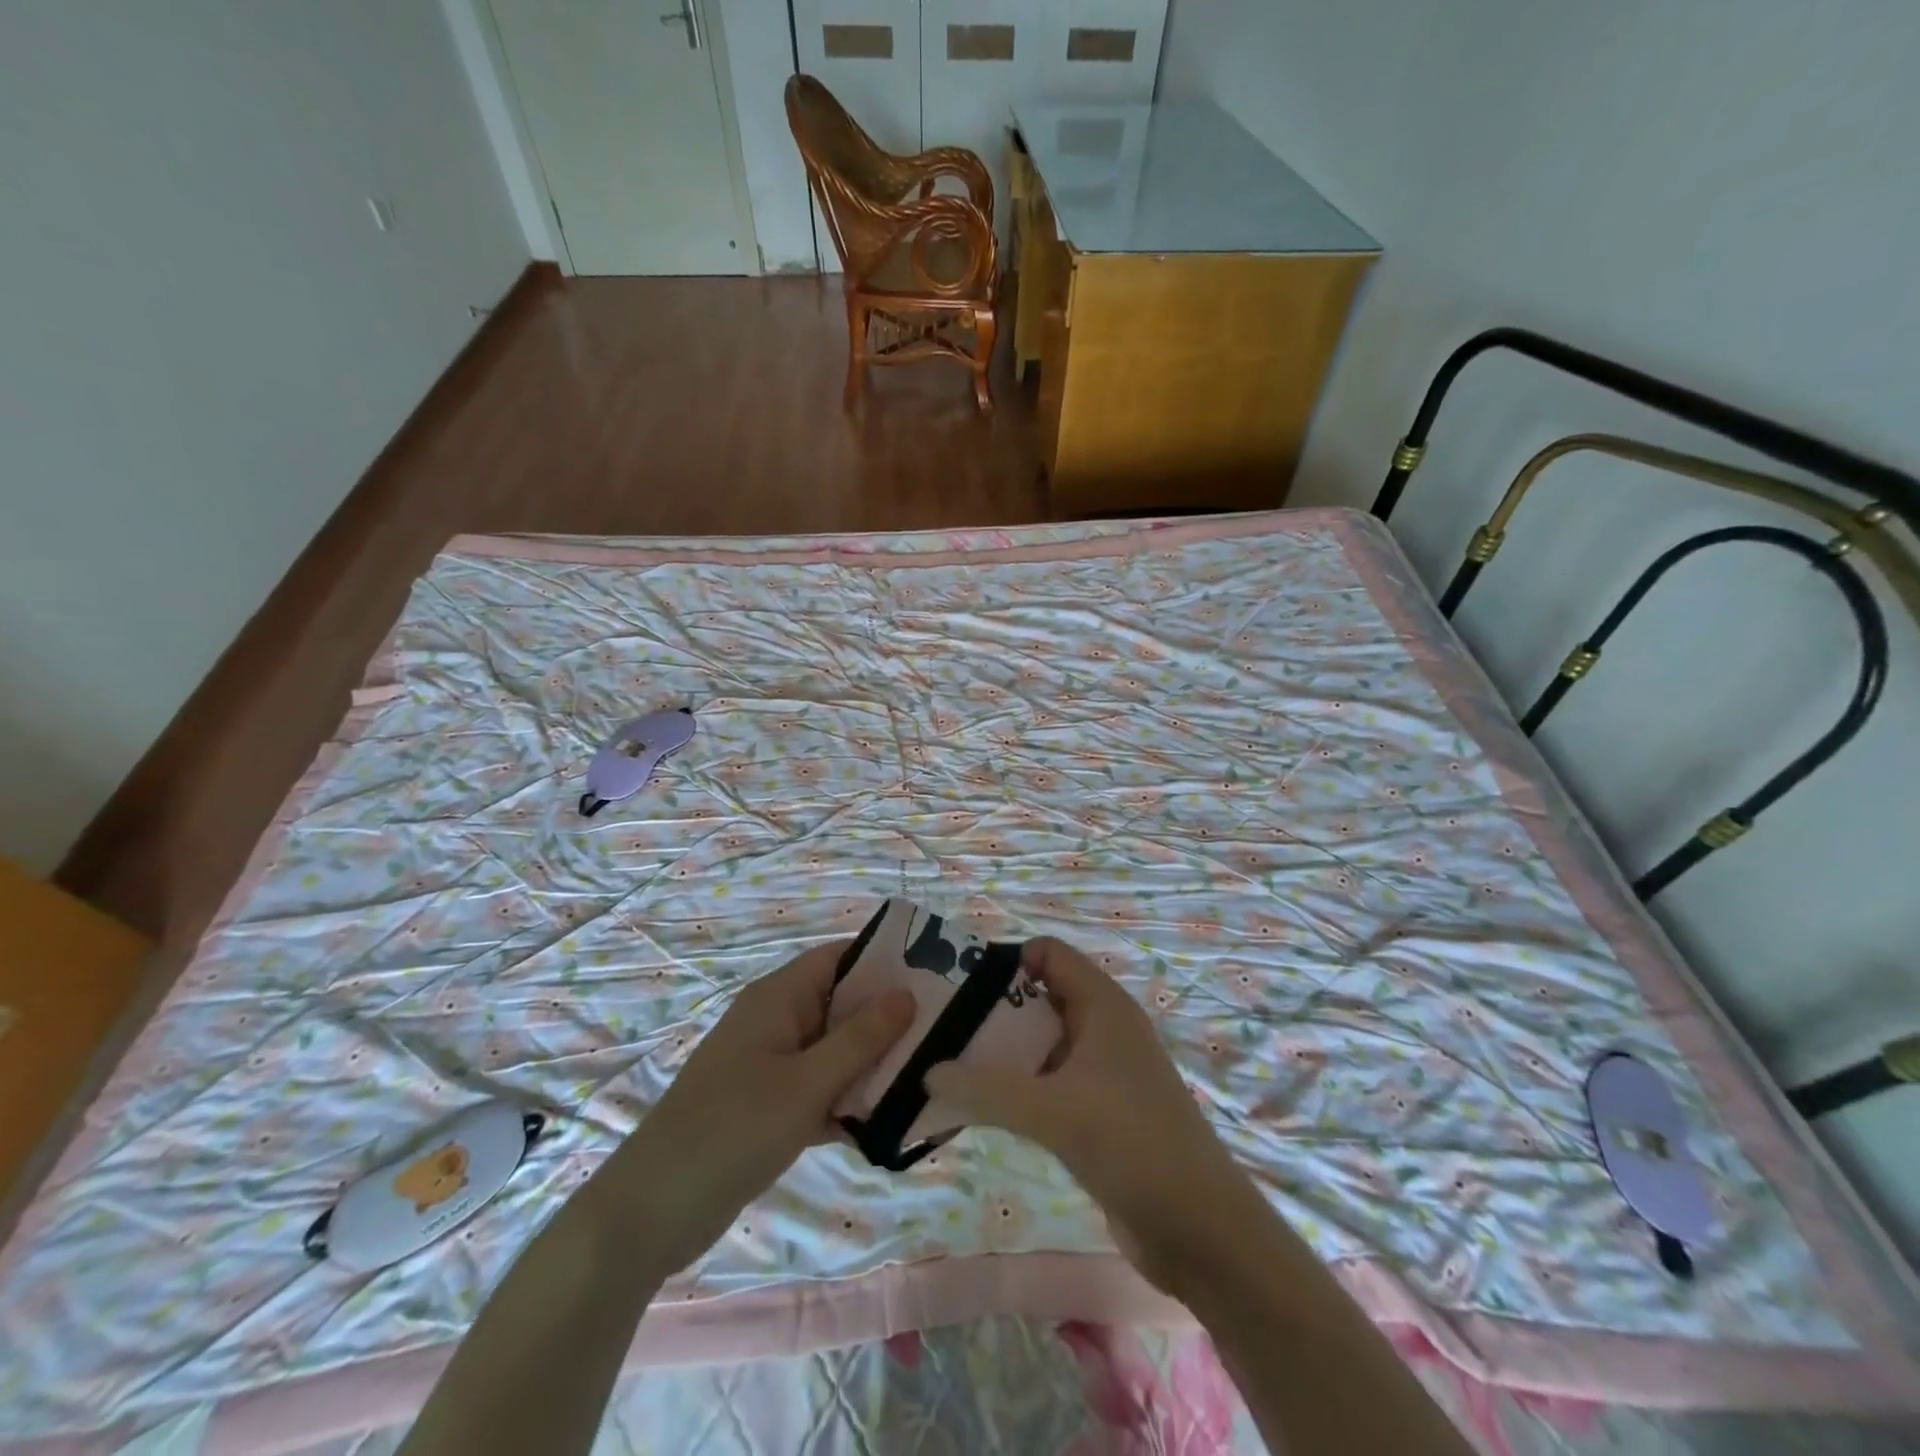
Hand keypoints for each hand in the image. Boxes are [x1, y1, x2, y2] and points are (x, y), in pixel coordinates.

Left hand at [601, 942, 913, 1277]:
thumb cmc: (731, 1130)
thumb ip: (860, 1040)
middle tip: (946, 1031)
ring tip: (932, 1076)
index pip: (841, 957)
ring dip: (875, 1064)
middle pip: (844, 1004)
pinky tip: (893, 1124)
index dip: (886, 960)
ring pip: (837, 1050)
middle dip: (890, 1018)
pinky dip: (851, 1102)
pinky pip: (823, 1089)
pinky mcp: (772, 1106)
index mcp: (779, 998)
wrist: (650, 1213)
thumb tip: (907, 993)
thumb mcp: (805, 1084)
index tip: (937, 976)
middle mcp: (778, 1021)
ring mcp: (773, 1065)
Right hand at [924, 937, 1260, 1296]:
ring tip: (949, 1066)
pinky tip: (982, 1107)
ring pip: (1041, 1042)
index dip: (1004, 960)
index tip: (957, 986)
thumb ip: (986, 1089)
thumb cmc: (1132, 1144)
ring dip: (1001, 1052)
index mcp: (1102, 1005)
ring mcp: (1102, 1070)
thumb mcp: (1053, 1111)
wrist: (1199, 1228)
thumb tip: (927, 1072)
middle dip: (992, 1008)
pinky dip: (1017, 1087)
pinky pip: (1048, 1081)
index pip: (1047, 953)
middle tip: (941, 1029)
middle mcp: (1102, 1027)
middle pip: (1038, 996)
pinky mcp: (1099, 1109)